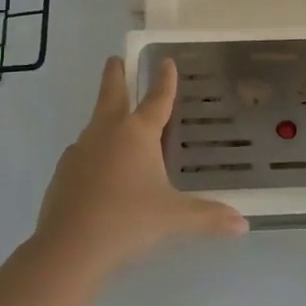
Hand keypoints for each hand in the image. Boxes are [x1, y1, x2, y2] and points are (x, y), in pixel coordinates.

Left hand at [35, 56, 246, 277]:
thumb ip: (208, 217)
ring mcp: (80, 151)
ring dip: (104, 116)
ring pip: (95, 124)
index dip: (164, 80)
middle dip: (115, 75)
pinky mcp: (63, 173)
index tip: (166, 61)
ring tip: (114, 122)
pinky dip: (93, 152)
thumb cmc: (128, 220)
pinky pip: (83, 153)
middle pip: (111, 94)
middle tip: (114, 59)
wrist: (70, 246)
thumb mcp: (174, 218)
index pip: (157, 99)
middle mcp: (107, 132)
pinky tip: (99, 170)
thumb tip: (242, 224)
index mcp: (137, 133)